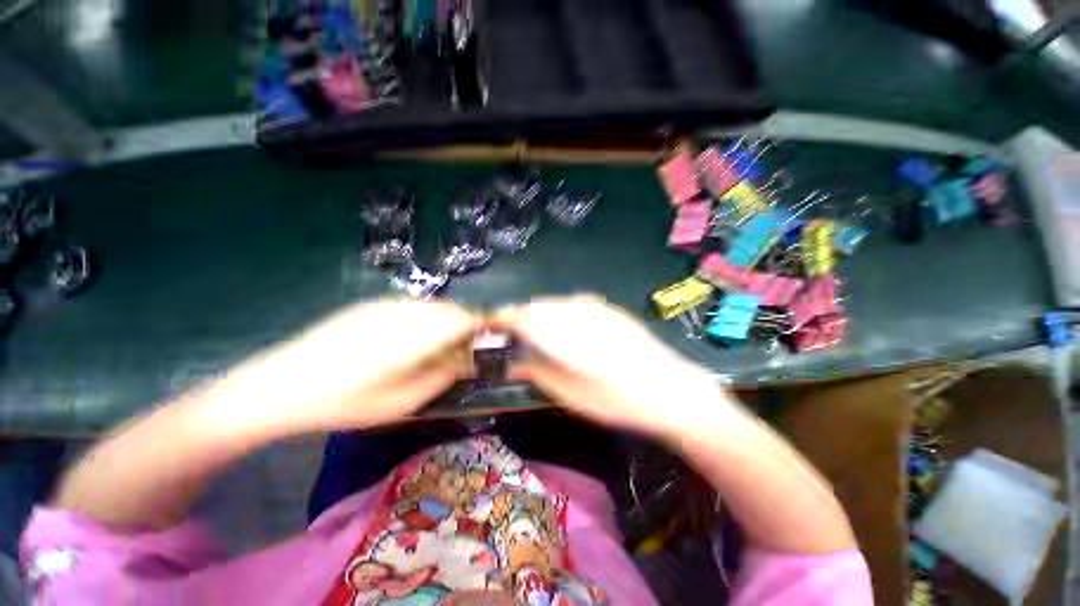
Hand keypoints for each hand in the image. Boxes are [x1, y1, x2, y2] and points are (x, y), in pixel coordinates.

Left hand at [198, 299, 479, 435]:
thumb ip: (442, 376)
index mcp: (414, 335)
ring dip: (448, 320)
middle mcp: (404, 312)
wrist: (279, 386)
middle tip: (468, 348)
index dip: (484, 325)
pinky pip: (413, 306)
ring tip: (443, 345)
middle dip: (468, 324)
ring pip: (434, 305)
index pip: (464, 319)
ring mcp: (386, 305)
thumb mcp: (401, 401)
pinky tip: (413, 339)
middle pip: (451, 308)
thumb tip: (469, 360)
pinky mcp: (371, 305)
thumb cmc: (345, 403)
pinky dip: (427, 317)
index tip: (492, 339)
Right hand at [494, 295, 731, 440]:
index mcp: (565, 336)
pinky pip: (572, 303)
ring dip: (537, 313)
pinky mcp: (609, 308)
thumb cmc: (619, 402)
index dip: (500, 320)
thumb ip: (537, 372)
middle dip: (518, 316)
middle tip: (507, 333)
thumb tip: (510, 364)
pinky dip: (558, 311)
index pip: (522, 319)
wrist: (673, 391)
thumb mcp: (572, 395)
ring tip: (531, 331)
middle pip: (536, 307)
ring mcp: (596, 307)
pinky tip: (561, 325)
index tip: (487, 325)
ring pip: (554, 303)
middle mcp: (578, 313)